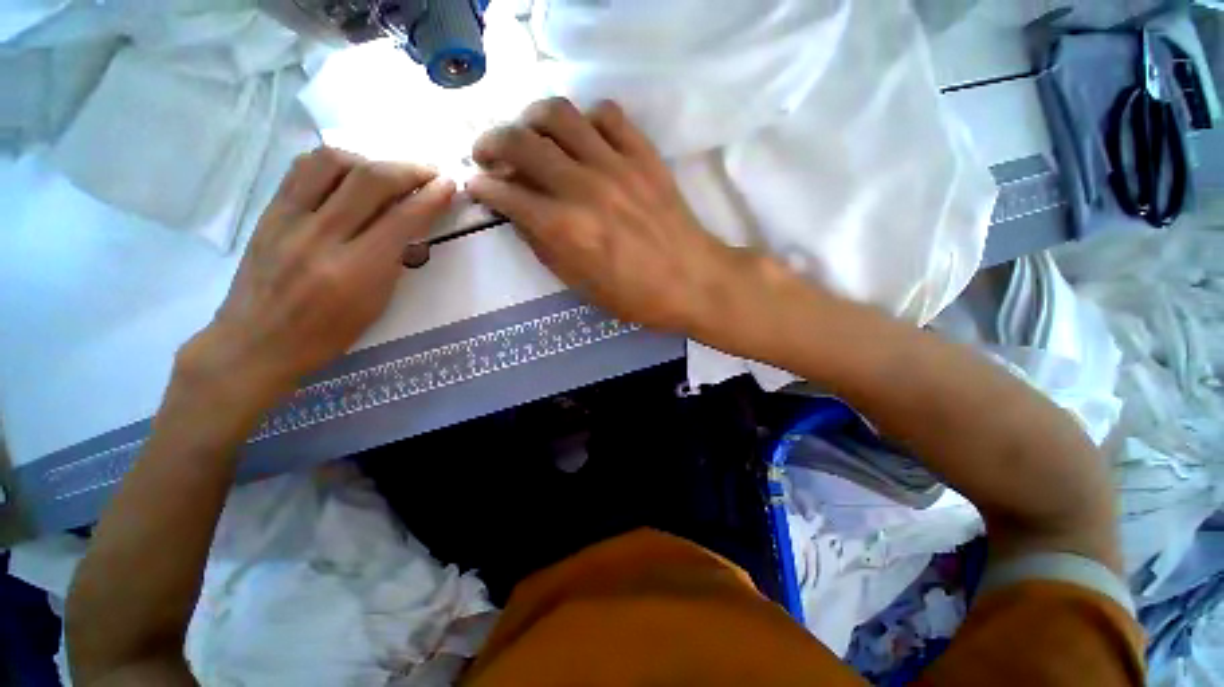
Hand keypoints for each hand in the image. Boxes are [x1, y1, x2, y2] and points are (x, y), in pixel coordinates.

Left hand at [179, 147, 455, 406]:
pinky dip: (333, 162)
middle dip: (408, 169)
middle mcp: (321, 237)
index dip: (431, 197)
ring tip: (386, 172)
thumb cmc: (328, 334)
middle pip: (370, 180)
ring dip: (370, 160)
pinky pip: (302, 169)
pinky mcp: (269, 212)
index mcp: (356, 271)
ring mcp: (289, 220)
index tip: (448, 185)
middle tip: (428, 172)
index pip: (403, 219)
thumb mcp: (376, 304)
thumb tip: (410, 224)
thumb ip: (393, 260)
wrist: (257, 341)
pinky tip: (348, 173)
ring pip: (333, 163)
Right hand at [467, 98, 746, 333]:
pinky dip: (586, 119)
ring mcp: (616, 165)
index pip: (506, 193)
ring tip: (528, 134)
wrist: (693, 281)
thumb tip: (520, 216)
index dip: (483, 187)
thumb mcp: (582, 286)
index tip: (477, 185)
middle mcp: (583, 188)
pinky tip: (584, 138)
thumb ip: (545, 248)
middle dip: (492, 143)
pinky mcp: (644, 155)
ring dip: (531, 119)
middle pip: (521, 142)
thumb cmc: (637, 296)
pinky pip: (608, 114)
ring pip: (559, 114)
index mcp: (565, 229)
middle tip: (488, 154)